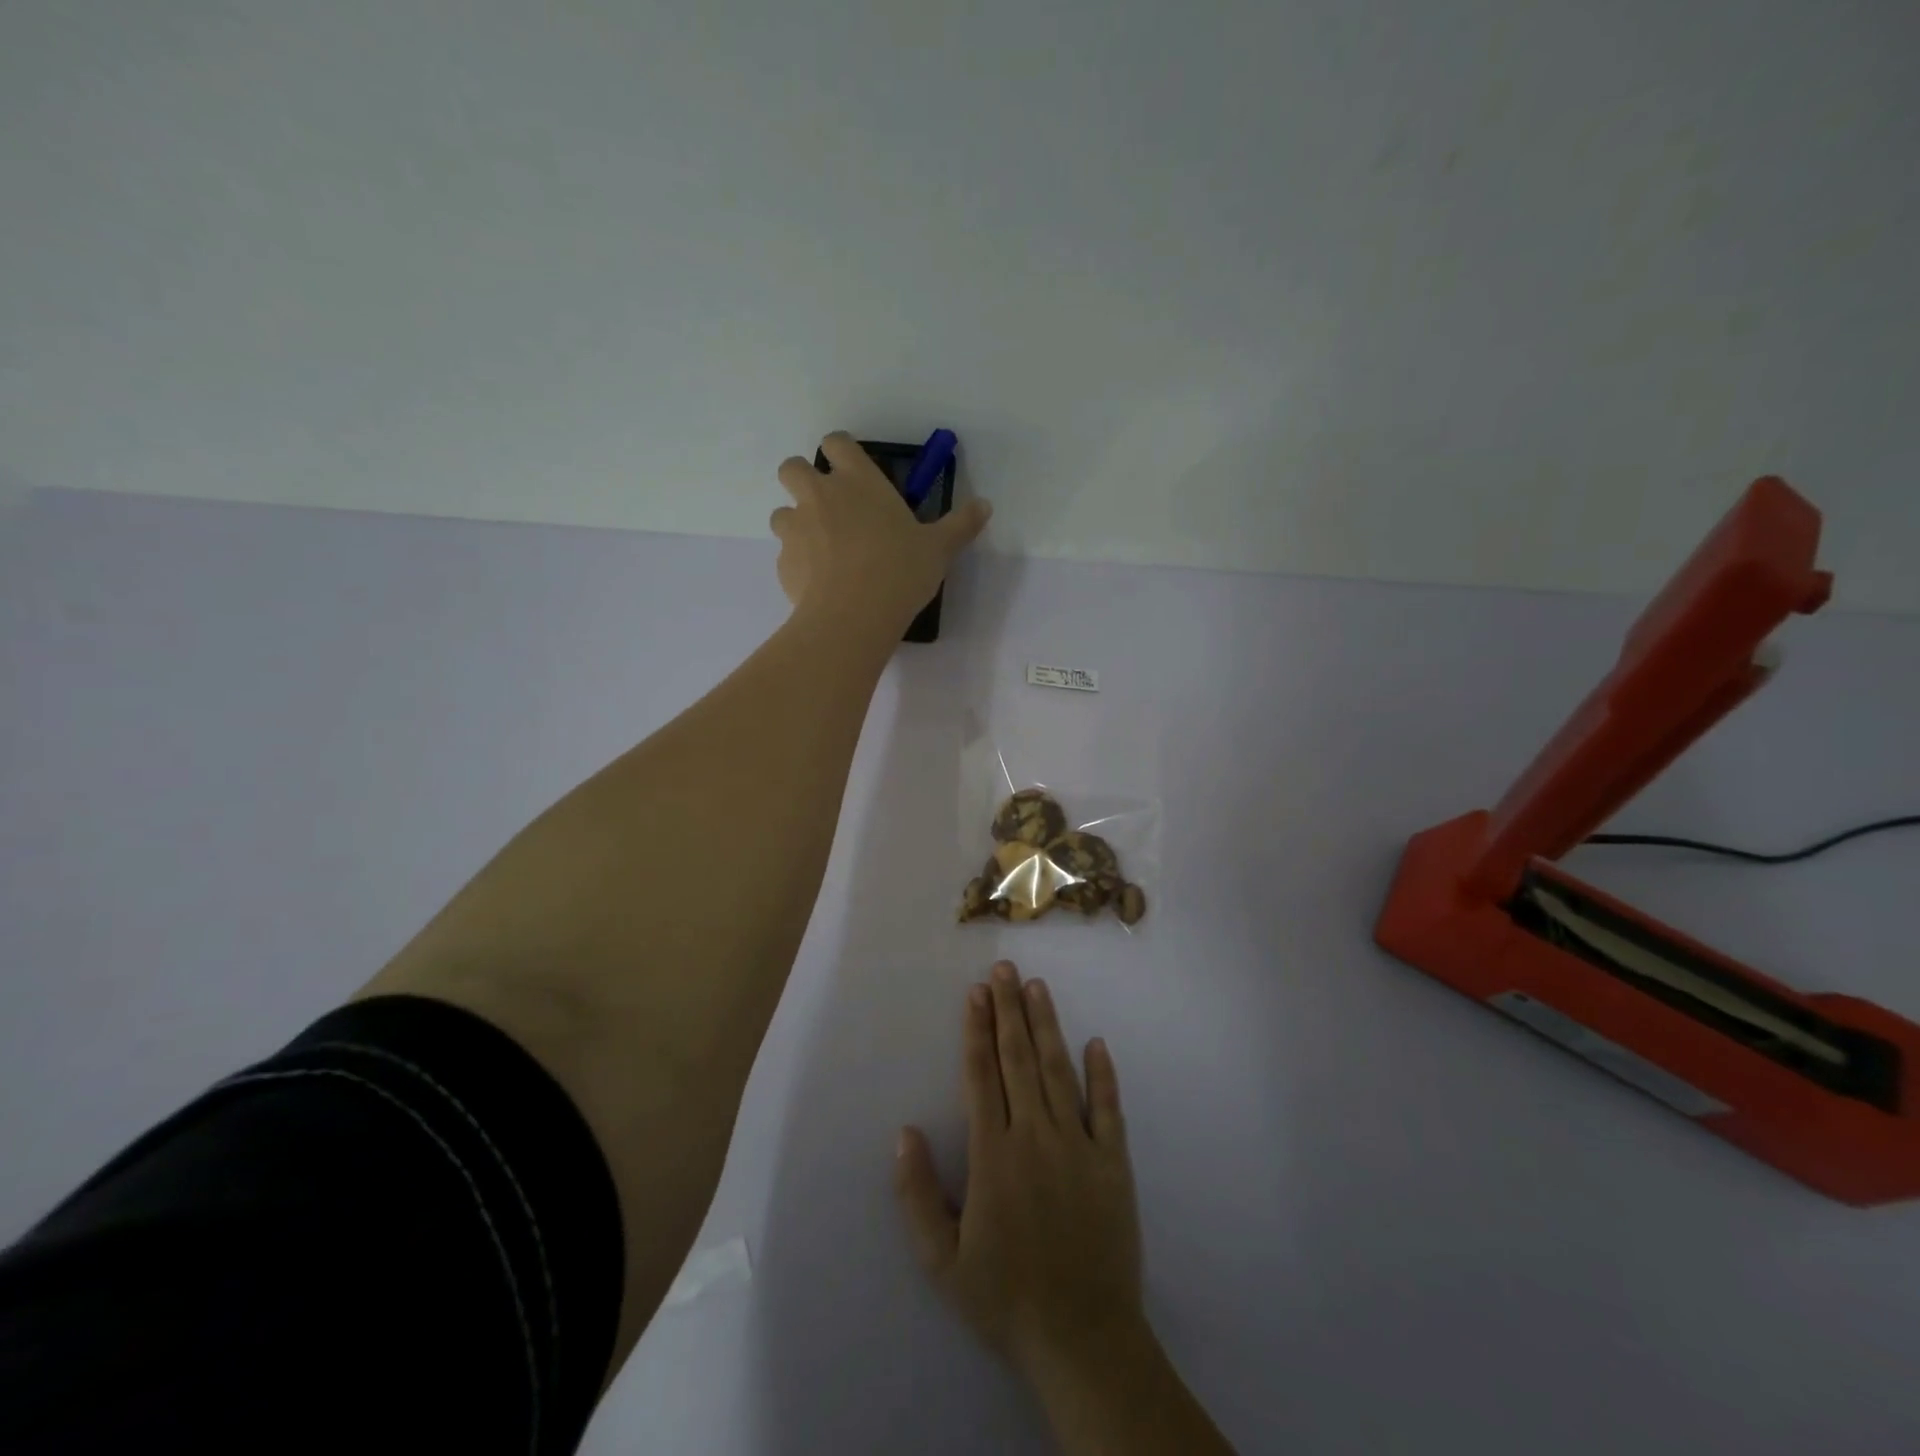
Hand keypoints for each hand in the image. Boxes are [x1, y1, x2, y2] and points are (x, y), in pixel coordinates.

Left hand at [769, 432, 991, 633]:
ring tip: (820, 550)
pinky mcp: (782, 563)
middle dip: (803, 480)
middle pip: (793, 468)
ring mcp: (796, 528)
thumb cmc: (900, 570)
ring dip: (796, 523)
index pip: (836, 443)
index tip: (851, 470)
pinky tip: (818, 584)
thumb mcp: (939, 549)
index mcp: (858, 481)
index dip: (840, 452)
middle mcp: (820, 495)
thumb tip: (985, 505)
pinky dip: (797, 563)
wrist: (854, 615)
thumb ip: (960, 525)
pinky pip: (785, 554)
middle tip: (827, 507)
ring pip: (781, 512)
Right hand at [895, 961, 1144, 1383]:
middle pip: (1018, 1059)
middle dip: (1008, 1010)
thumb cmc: (1005, 1299)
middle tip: (1003, 969)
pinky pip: (1108, 1108)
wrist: (1082, 1340)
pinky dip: (1103, 1074)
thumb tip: (904, 1133)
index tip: (975, 993)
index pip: (982, 1075)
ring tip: (1037, 987)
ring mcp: (1079, 1146)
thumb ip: (918, 1195)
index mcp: (994, 1154)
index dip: (976, 1030)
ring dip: (1046, 1026)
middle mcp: (1035, 1136)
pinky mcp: (1113, 1162)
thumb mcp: (942, 1261)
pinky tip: (1096, 1043)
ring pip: (1058, 1071)